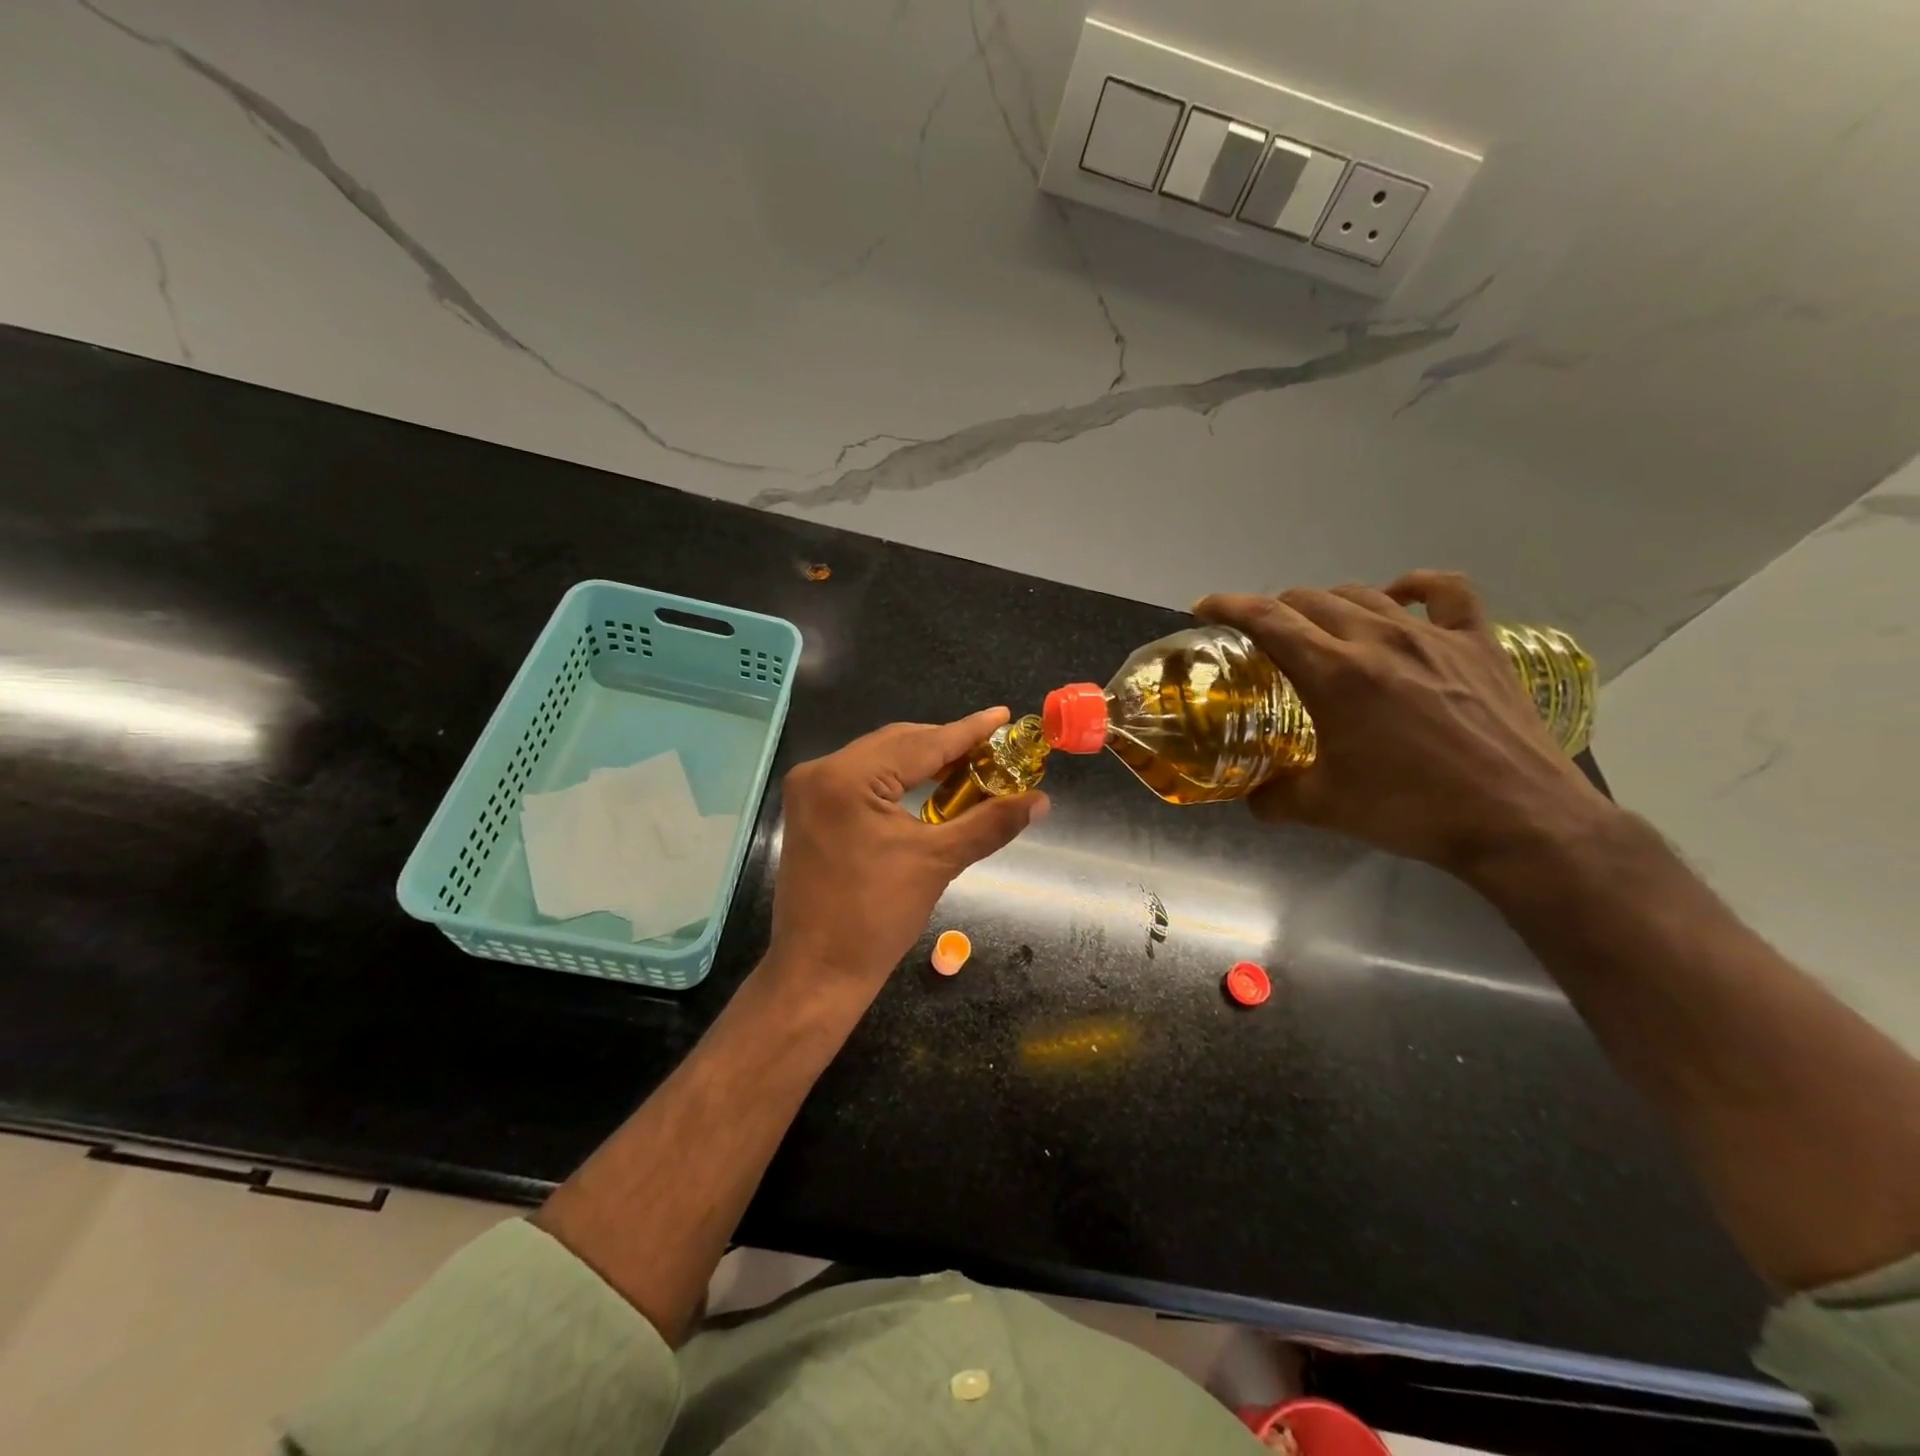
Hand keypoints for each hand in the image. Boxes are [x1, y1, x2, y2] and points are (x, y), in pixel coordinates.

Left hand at [767, 708, 1047, 996]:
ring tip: (969, 766)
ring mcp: (810, 789)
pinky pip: (862, 778)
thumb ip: (989, 823)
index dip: (968, 730)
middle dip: (946, 745)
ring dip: (923, 761)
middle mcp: (822, 771)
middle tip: (993, 749)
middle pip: (897, 743)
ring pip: (879, 758)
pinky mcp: (809, 808)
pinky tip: (928, 786)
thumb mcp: (938, 862)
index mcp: (848, 778)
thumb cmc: (876, 919)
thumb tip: (1040, 800)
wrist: (817, 972)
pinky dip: (897, 779)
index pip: (921, 743)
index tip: (1003, 715)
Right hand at [1195, 571, 1616, 880]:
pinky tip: (1399, 596)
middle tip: (1261, 637)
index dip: (1227, 606)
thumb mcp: (1325, 808)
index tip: (1204, 608)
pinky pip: (1446, 593)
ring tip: (1318, 626)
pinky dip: (1414, 587)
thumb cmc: (1412, 811)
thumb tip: (1250, 797)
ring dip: (1328, 604)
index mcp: (1336, 675)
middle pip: (1310, 600)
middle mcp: (1378, 640)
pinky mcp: (1478, 644)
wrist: (1519, 821)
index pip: (1267, 620)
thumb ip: (1275, 796)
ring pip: (1364, 594)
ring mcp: (1434, 637)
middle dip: (1274, 610)